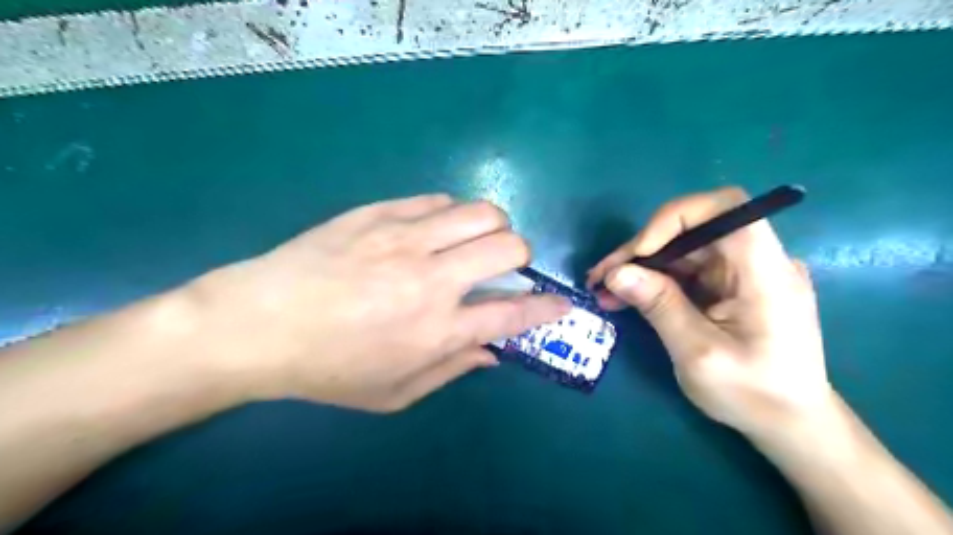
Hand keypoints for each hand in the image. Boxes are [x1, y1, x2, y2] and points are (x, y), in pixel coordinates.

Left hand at [190, 195, 567, 414]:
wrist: (257, 324)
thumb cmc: (326, 369)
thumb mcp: (393, 393)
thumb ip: (451, 370)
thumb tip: (492, 352)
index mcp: (437, 328)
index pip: (514, 313)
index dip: (546, 308)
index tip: (560, 303)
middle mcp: (431, 277)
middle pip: (508, 246)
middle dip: (520, 257)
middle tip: (502, 268)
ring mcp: (404, 237)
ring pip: (480, 212)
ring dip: (491, 227)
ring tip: (471, 242)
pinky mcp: (379, 212)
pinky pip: (436, 200)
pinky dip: (449, 215)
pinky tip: (432, 230)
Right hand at [589, 188, 834, 439]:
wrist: (790, 423)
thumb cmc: (753, 394)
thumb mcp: (698, 354)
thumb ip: (659, 306)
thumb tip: (616, 273)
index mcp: (766, 272)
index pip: (725, 208)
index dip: (675, 217)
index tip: (639, 251)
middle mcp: (758, 261)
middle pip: (694, 229)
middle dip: (643, 248)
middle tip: (602, 275)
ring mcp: (743, 273)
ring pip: (683, 249)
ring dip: (641, 266)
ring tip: (604, 289)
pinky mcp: (729, 286)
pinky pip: (686, 270)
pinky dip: (653, 280)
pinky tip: (624, 296)